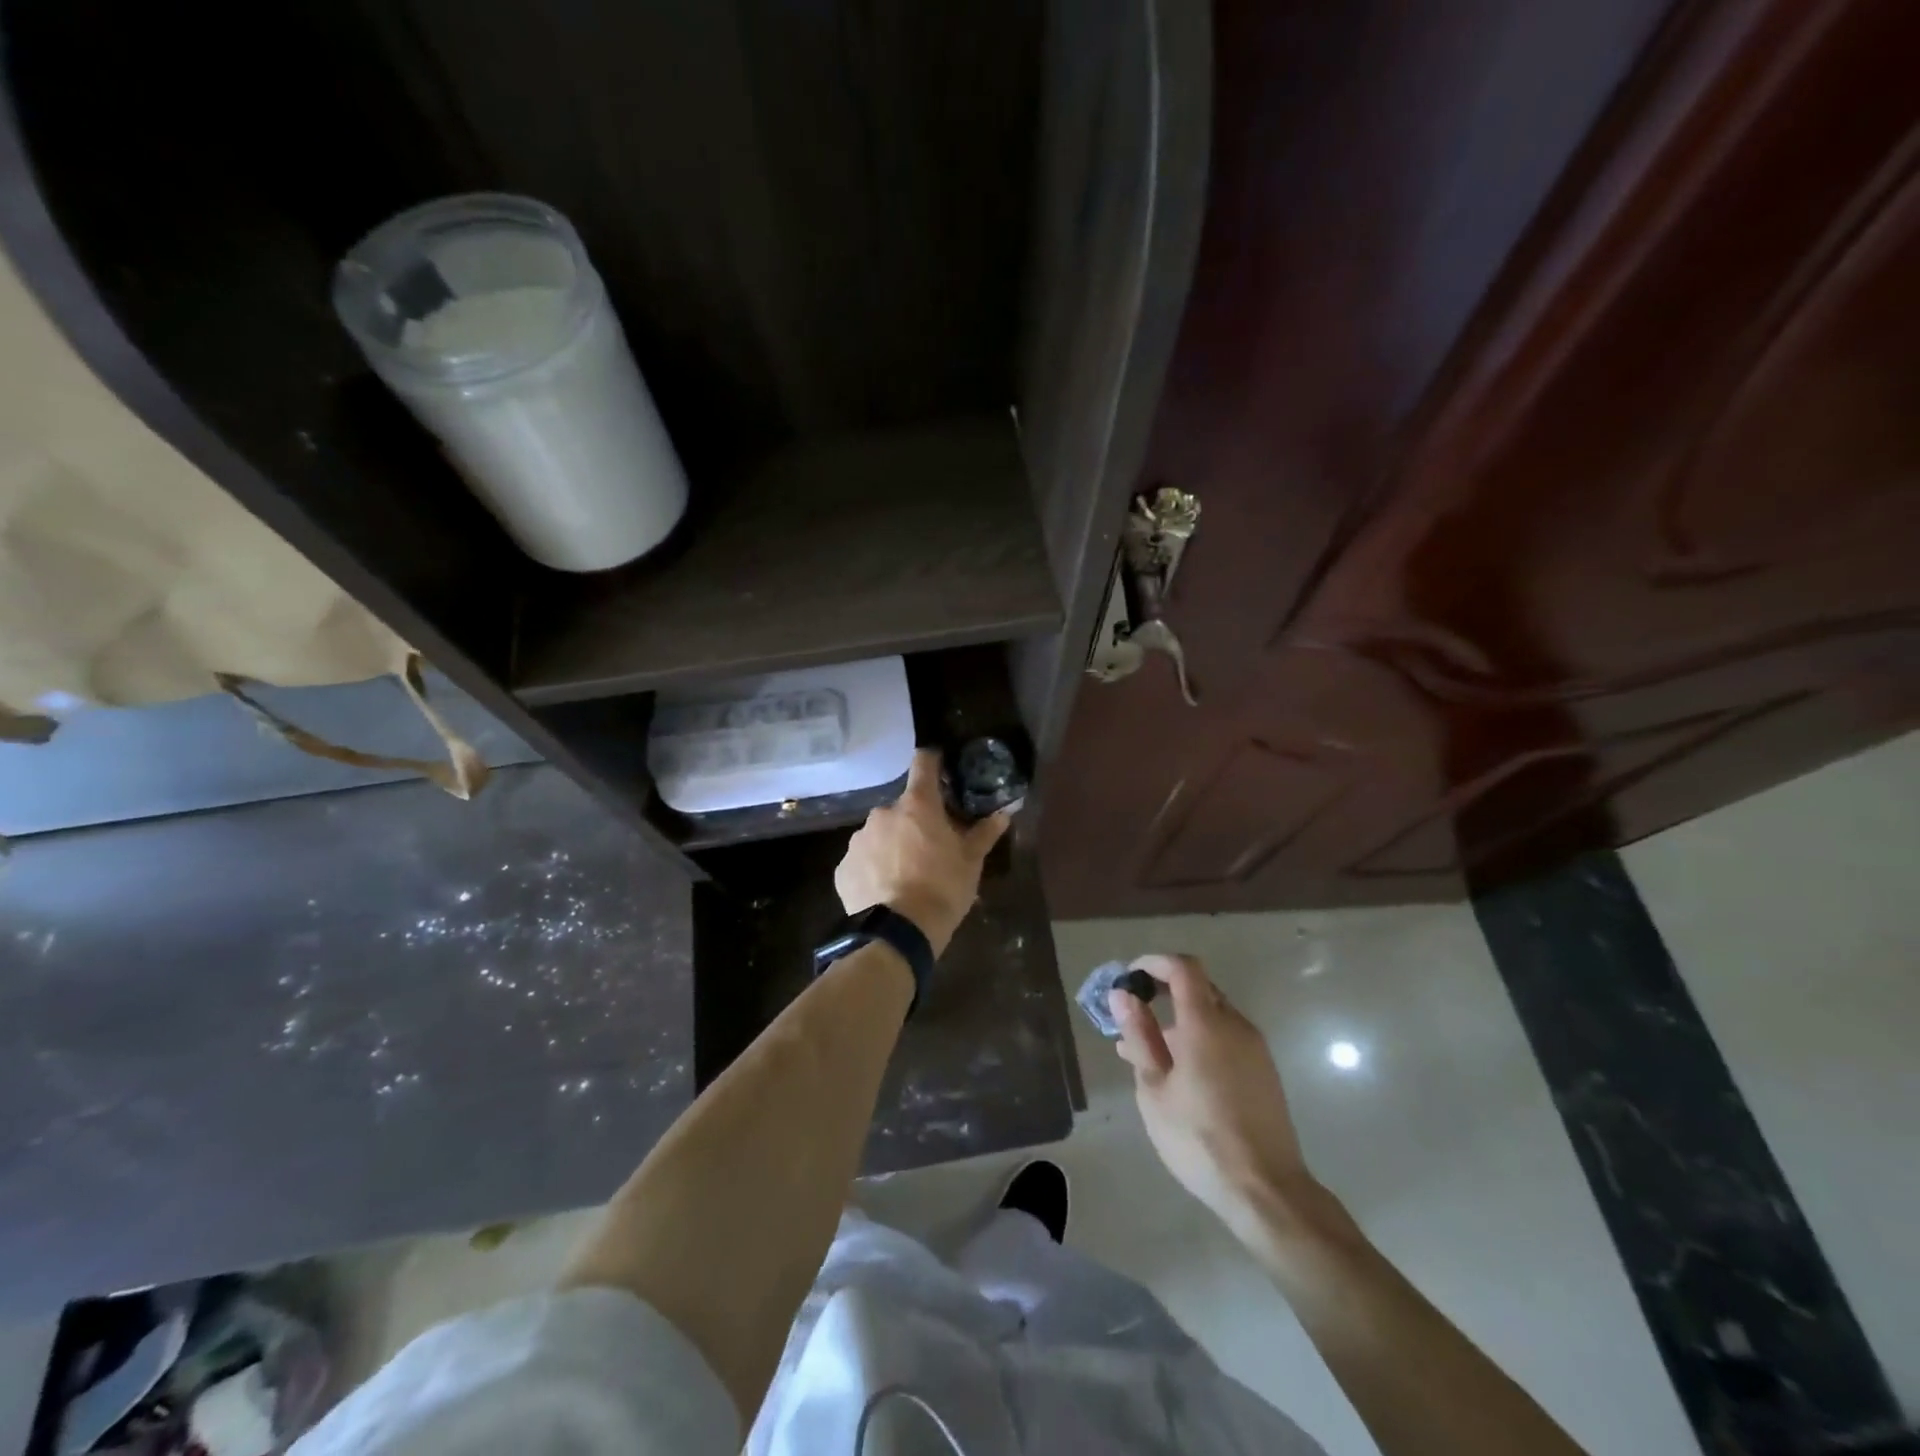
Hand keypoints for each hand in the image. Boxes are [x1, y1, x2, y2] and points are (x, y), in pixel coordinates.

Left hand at [835, 750, 1010, 953]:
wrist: (898, 934)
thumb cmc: (943, 890)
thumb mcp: (971, 862)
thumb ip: (984, 833)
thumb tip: (1003, 813)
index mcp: (917, 805)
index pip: (923, 763)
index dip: (933, 762)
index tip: (941, 771)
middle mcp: (883, 813)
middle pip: (903, 807)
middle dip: (915, 821)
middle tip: (930, 846)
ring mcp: (859, 840)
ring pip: (880, 833)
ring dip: (892, 844)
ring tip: (906, 874)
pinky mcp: (843, 868)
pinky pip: (863, 860)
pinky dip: (874, 868)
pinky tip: (885, 890)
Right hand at [1111, 954, 1322, 1239]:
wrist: (1266, 1191)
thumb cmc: (1199, 1138)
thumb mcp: (1154, 1088)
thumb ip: (1139, 1035)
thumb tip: (1123, 994)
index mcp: (1206, 1023)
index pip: (1183, 968)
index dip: (1154, 963)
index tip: (1130, 978)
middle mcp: (1235, 1025)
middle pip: (1199, 988)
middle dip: (1164, 992)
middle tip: (1133, 1018)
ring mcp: (1255, 1048)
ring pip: (1213, 1015)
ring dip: (1180, 1020)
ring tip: (1146, 1054)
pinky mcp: (1264, 1071)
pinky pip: (1226, 1037)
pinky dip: (1200, 1039)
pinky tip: (1179, 1074)